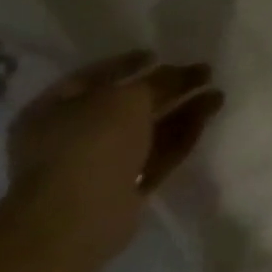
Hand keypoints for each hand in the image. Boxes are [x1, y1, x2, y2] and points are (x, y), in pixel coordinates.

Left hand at [5, 52, 223, 263]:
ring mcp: (98, 164)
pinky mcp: (125, 187)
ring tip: (218, 93)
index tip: (159, 54)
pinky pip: (157, 154)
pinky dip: (182, 135)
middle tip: (204, 72)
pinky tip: (208, 116)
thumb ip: (158, 81)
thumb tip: (182, 72)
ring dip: (183, 110)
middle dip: (167, 88)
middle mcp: (72, 135)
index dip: (127, 63)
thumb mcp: (127, 98)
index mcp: (53, 110)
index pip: (93, 77)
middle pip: (128, 105)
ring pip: (148, 129)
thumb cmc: (90, 144)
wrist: (77, 218)